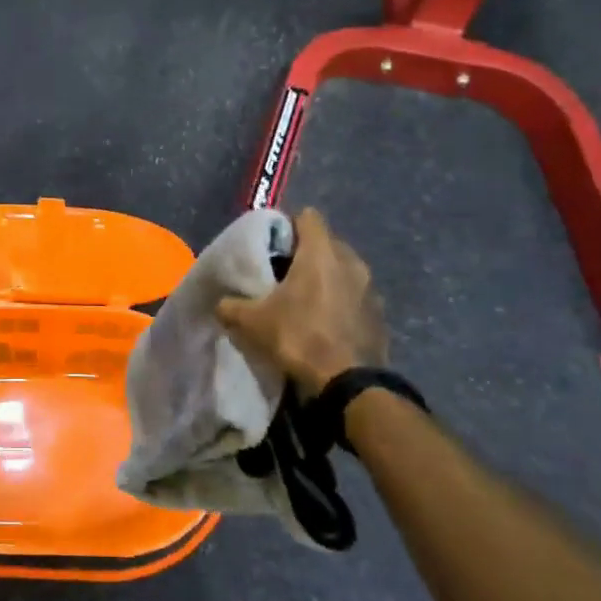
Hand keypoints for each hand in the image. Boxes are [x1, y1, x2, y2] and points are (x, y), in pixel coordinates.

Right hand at [216, 207, 386, 396]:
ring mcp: (370, 288)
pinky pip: (355, 295)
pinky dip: (341, 301)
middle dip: (306, 253)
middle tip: (282, 272)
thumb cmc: (299, 338)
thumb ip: (231, 306)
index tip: (272, 244)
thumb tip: (220, 303)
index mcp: (321, 253)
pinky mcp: (379, 314)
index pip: (308, 217)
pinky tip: (325, 322)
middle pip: (326, 243)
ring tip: (303, 298)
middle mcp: (351, 261)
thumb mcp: (252, 323)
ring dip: (326, 278)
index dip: (288, 225)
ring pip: (343, 269)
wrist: (349, 384)